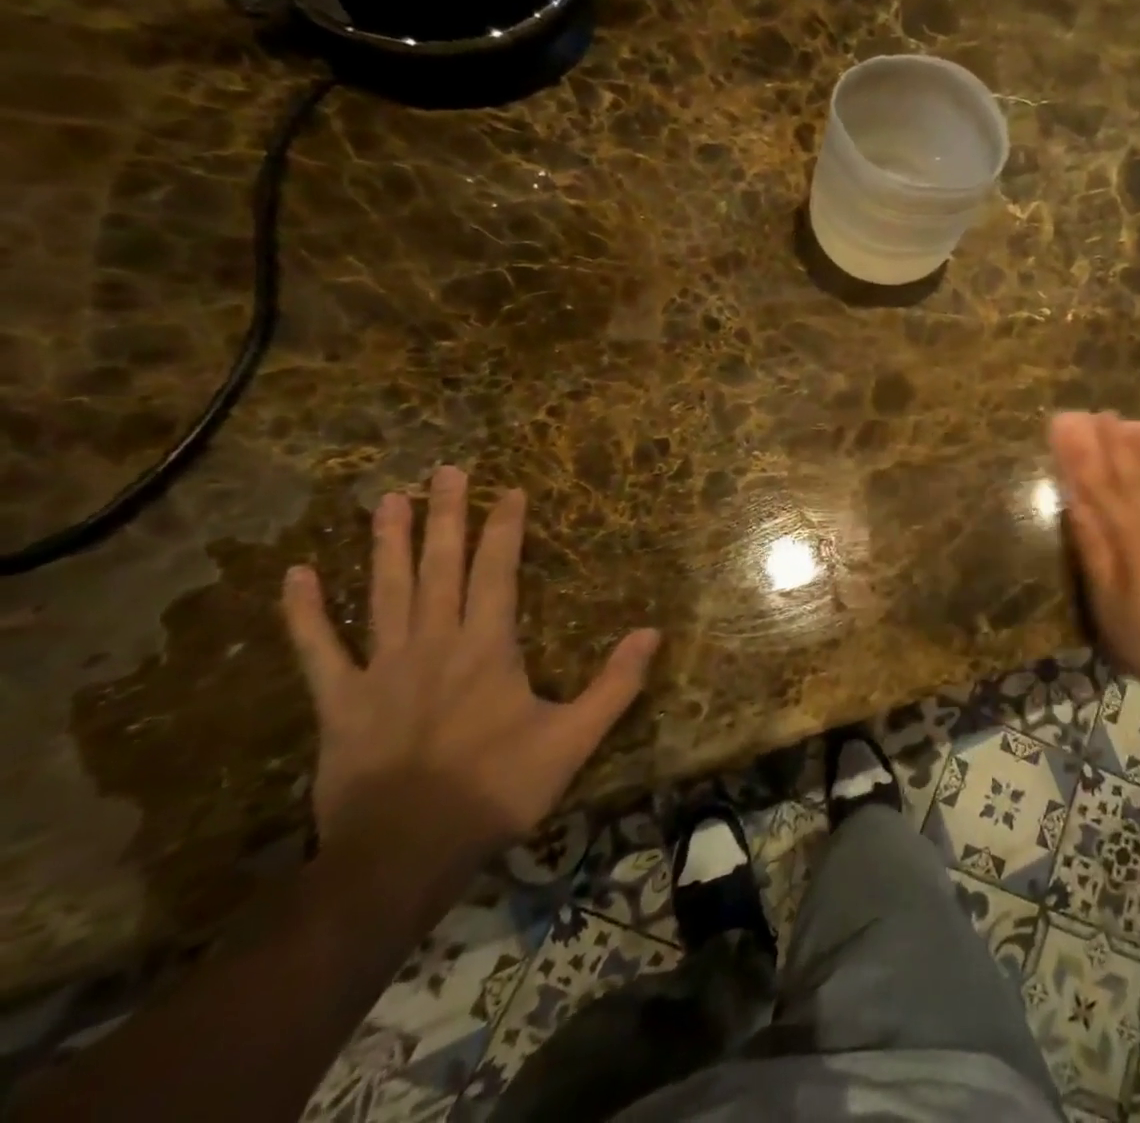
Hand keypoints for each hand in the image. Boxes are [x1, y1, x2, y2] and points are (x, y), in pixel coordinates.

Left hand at [281, 466, 658, 867]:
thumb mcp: (574, 740)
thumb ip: (616, 684)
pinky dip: (305, 614)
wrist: (402, 857)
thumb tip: (653, 632)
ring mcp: (380, 670)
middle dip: (445, 516)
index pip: (497, 572)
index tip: (510, 490)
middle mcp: (433, 644)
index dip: (504, 528)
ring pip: (384, 592)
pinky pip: (318, 651)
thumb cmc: (496, 791)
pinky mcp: (339, 703)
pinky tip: (297, 576)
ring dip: (385, 544)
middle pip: (439, 567)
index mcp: (487, 648)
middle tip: (444, 470)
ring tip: (387, 499)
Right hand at [1050, 413, 1139, 707]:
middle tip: (1104, 414)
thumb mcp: (1106, 602)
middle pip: (1132, 476)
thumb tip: (1075, 504)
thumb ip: (1093, 549)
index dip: (1085, 458)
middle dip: (1116, 444)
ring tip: (1135, 426)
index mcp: (1129, 537)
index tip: (1073, 429)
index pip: (1100, 488)